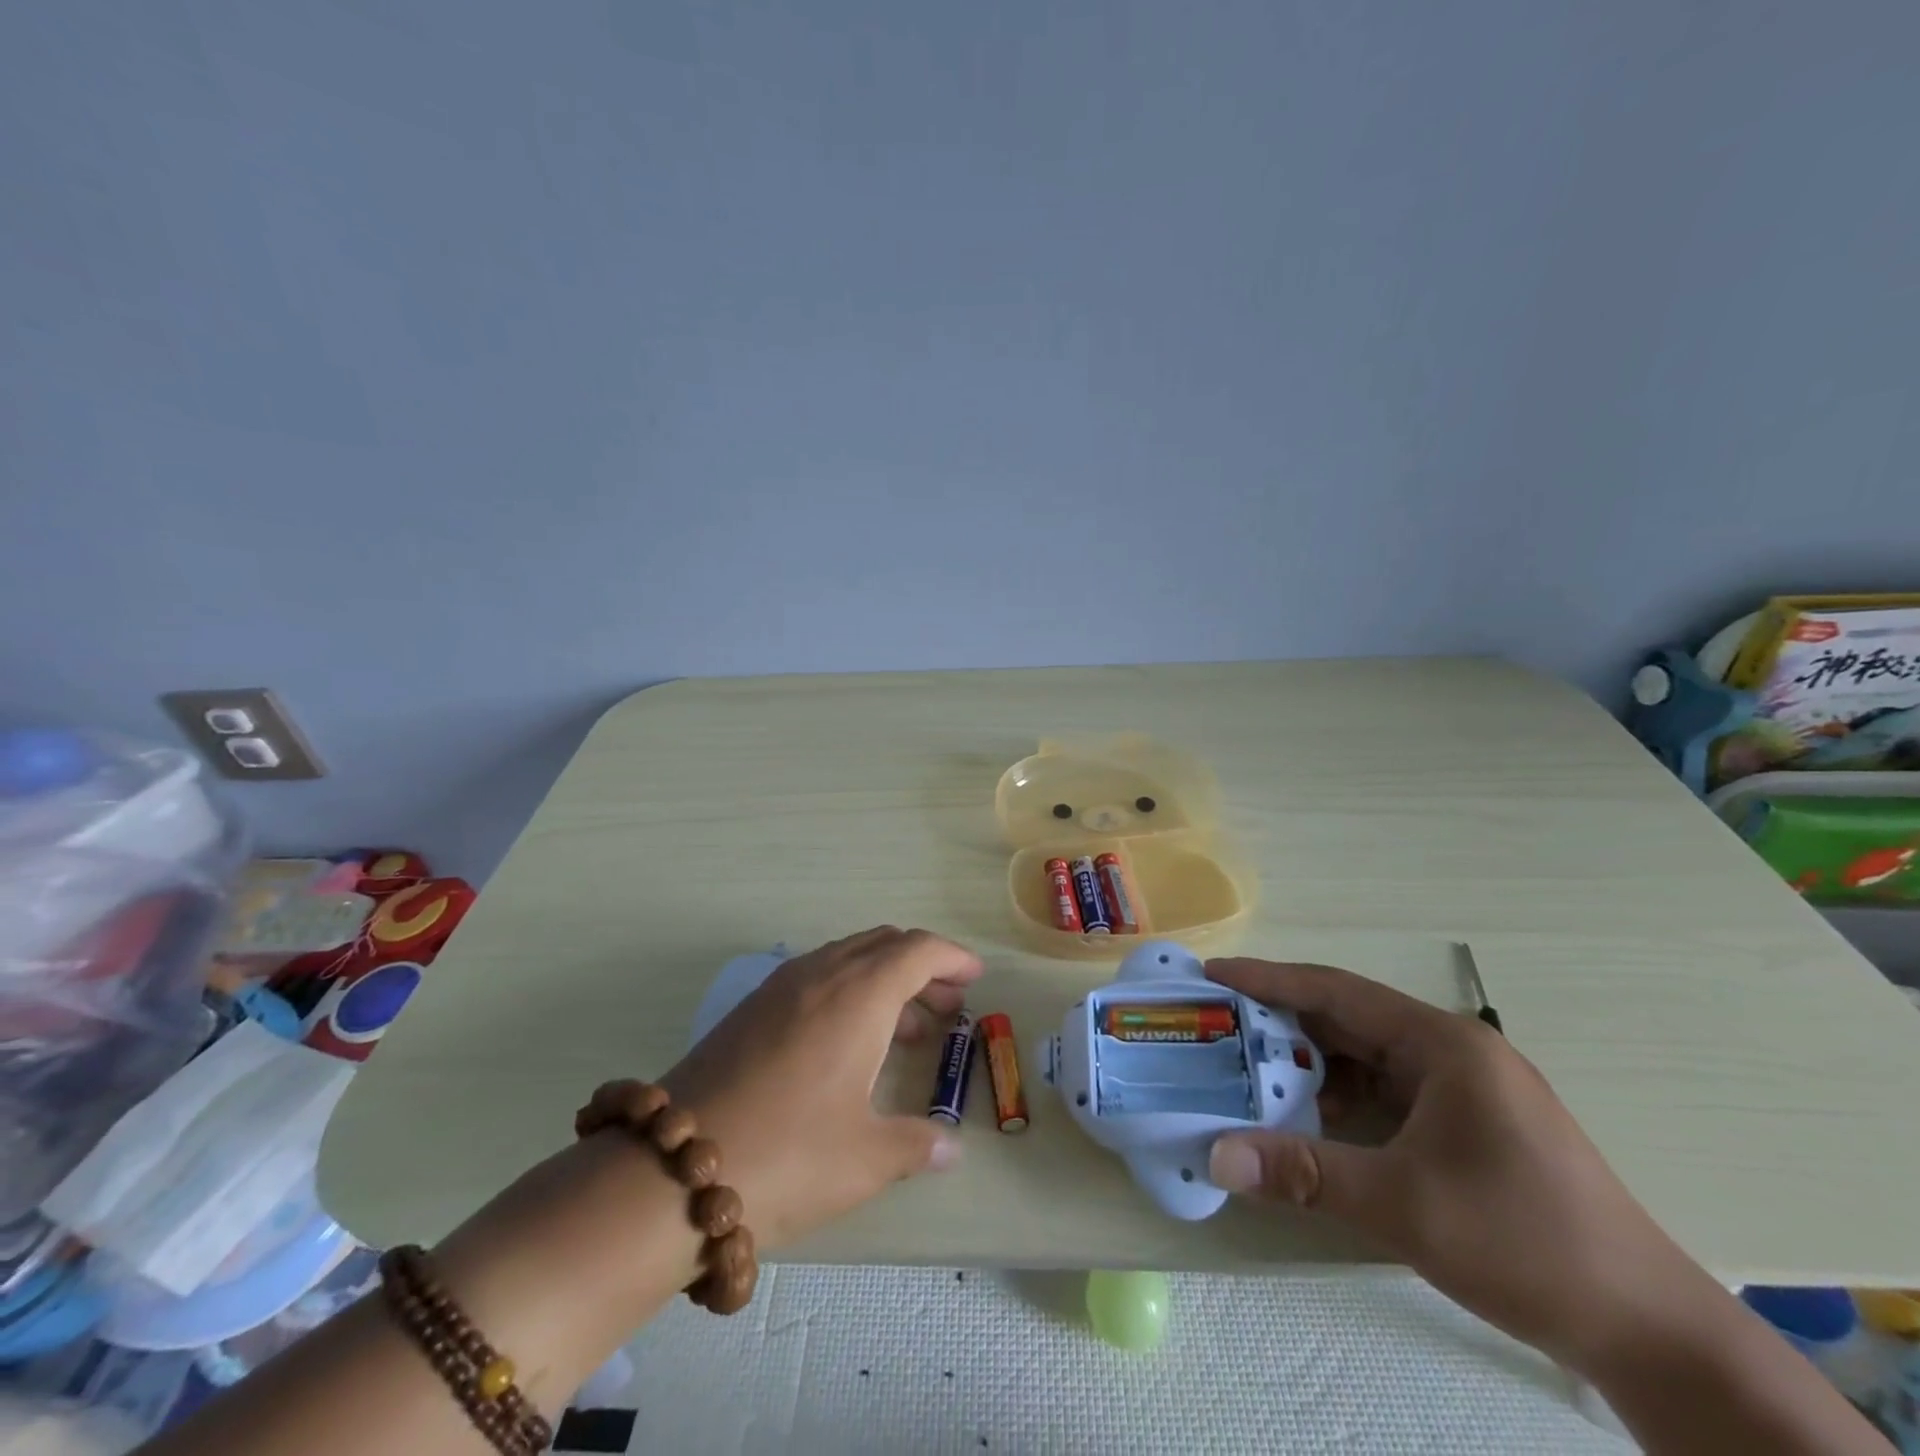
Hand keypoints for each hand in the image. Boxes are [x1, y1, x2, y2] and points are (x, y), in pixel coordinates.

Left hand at [660, 927, 981, 1249]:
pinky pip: (817, 975)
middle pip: (884, 945)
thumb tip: (949, 1148)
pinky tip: (849, 1039)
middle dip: (923, 967)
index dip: (952, 958)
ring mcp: (780, 987)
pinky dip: (849, 990)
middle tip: (948, 1006)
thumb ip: (916, 1145)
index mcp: (858, 995)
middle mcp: (821, 974)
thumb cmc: (786, 1156)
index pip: (917, 951)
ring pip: (848, 957)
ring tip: (907, 1027)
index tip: (974, 977)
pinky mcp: (751, 1008)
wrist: (670, 1170)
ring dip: (885, 978)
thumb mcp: (864, 1159)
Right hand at [1203, 958, 1710, 1368]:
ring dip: (1311, 1063)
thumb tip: (1215, 1156)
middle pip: (1348, 1018)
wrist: (1652, 1332)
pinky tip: (1313, 1119)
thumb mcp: (1403, 1205)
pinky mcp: (1469, 1121)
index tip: (1213, 973)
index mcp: (1442, 1044)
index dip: (1269, 980)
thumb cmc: (1526, 1243)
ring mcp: (1464, 1086)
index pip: (1337, 990)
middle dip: (1282, 1022)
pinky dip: (1342, 1096)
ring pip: (1366, 1055)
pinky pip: (1387, 1088)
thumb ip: (1303, 1173)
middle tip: (1220, 1025)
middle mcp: (1452, 1050)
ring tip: (1252, 1072)